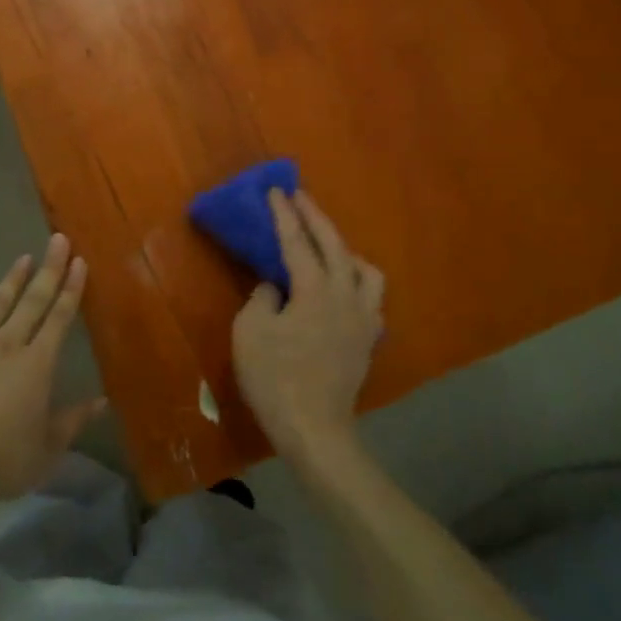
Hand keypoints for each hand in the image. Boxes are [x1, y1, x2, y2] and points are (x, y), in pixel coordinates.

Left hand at [0, 233, 106, 500]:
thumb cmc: (3, 460)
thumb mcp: (47, 449)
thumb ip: (73, 420)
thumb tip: (102, 401)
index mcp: (36, 364)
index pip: (59, 318)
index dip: (71, 289)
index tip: (80, 262)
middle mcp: (6, 345)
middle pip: (32, 302)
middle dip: (48, 270)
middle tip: (57, 240)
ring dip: (11, 281)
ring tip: (23, 258)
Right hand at [232, 190, 384, 461]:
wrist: (314, 429)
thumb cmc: (275, 378)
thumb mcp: (250, 331)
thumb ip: (263, 298)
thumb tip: (276, 287)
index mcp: (315, 290)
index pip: (298, 242)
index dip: (284, 215)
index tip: (276, 191)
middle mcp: (346, 296)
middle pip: (335, 245)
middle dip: (316, 217)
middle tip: (300, 197)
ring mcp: (363, 319)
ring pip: (365, 270)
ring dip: (345, 250)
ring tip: (327, 248)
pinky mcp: (368, 340)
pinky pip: (370, 298)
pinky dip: (356, 282)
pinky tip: (342, 290)